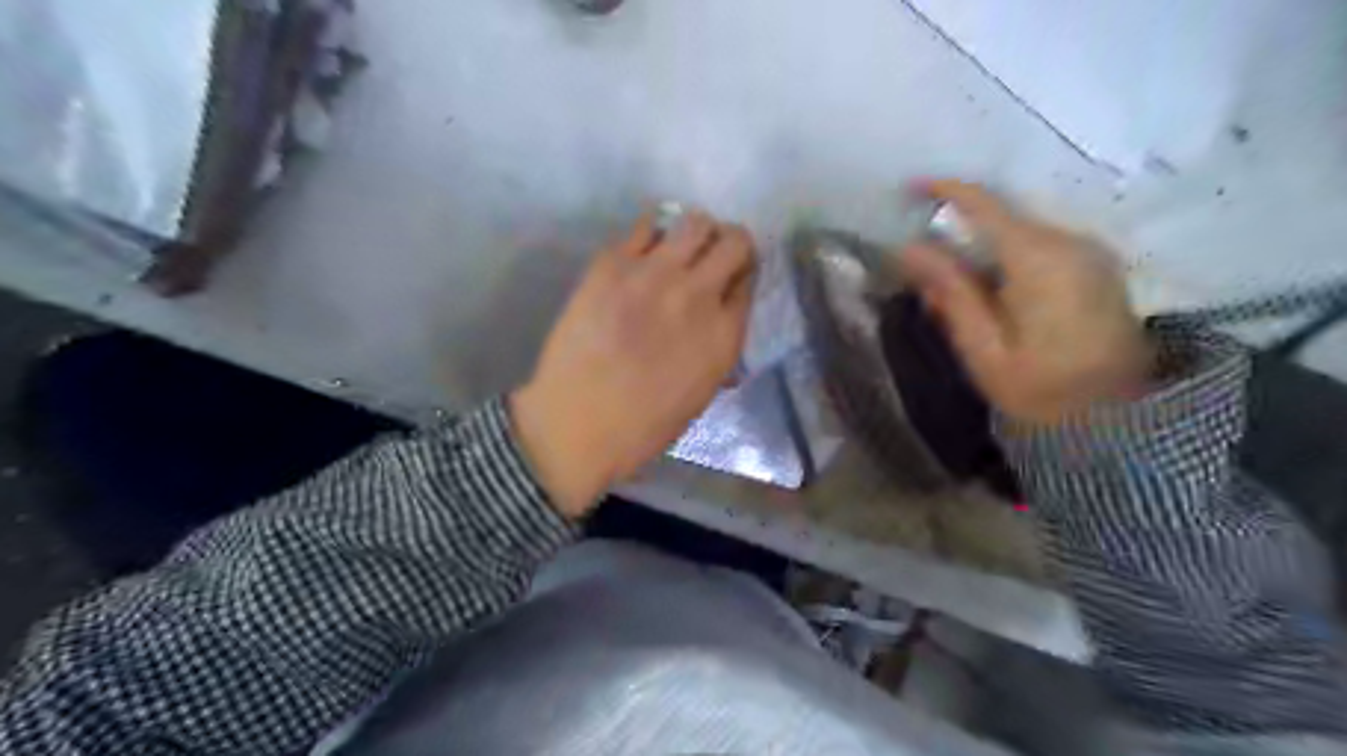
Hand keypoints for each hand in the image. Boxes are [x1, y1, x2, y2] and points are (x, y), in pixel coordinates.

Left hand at [508, 213, 751, 520]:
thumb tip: (719, 316)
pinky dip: (652, 233)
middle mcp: (698, 295)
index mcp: (724, 334)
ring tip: (678, 248)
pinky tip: (643, 252)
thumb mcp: (702, 393)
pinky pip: (645, 226)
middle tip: (711, 256)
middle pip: (734, 241)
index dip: (741, 276)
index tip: (730, 279)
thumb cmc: (643, 425)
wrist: (577, 423)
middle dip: (729, 244)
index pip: (749, 280)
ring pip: (695, 222)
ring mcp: (655, 274)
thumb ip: (718, 345)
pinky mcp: (613, 264)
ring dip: (695, 232)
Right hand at [898, 176, 1152, 424]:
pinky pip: (1041, 245)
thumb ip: (950, 292)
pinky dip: (1008, 255)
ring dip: (983, 245)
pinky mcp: (1097, 267)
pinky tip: (991, 288)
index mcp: (1039, 259)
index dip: (946, 191)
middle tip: (924, 261)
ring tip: (952, 281)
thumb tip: (909, 249)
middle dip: (960, 230)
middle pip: (1004, 217)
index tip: (910, 189)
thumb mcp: (983, 348)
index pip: (986, 205)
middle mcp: (1070, 242)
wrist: (1120, 420)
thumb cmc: (1042, 390)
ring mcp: (1090, 253)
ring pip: (1022, 231)